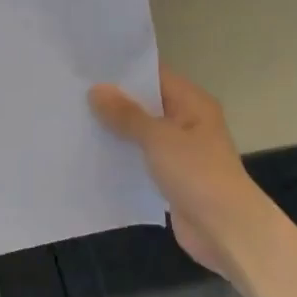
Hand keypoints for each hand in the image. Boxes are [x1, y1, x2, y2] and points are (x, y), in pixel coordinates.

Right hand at [89, 67, 253, 277]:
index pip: (155, 75)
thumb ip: (126, 114)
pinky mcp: (169, 177)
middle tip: (72, 94)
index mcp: (192, 103)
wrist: (224, 228)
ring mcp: (179, 151)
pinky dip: (121, 157)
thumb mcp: (158, 138)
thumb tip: (97, 89)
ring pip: (140, 134)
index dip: (124, 72)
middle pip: (146, 104)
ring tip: (74, 121)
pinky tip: (90, 155)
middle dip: (113, 102)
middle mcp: (187, 122)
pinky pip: (140, 160)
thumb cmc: (197, 173)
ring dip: (114, 131)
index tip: (87, 68)